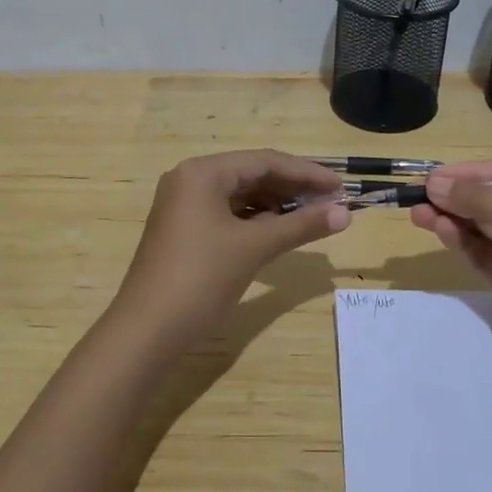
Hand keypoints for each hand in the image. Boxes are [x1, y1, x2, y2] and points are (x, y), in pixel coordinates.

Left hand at [112, 150, 350, 342]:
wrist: (147, 331)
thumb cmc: (201, 279)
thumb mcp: (254, 248)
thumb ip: (301, 226)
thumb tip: (345, 213)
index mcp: (203, 172)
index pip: (264, 161)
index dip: (306, 172)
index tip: (340, 187)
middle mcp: (190, 179)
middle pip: (251, 174)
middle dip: (292, 188)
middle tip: (331, 203)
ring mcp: (183, 205)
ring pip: (240, 195)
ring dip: (276, 205)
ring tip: (312, 217)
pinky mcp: (183, 230)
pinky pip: (227, 214)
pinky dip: (255, 221)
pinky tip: (279, 231)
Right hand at [408, 159, 491, 374]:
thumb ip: (486, 204)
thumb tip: (435, 184)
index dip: (471, 173)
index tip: (433, 178)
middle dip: (457, 196)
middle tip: (417, 196)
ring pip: (482, 228)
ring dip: (452, 219)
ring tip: (418, 214)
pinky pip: (482, 255)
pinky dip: (461, 243)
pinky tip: (441, 232)